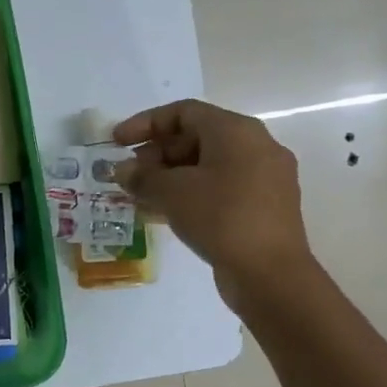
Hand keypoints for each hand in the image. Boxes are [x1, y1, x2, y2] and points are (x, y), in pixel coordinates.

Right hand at [113, 99, 310, 312]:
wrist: (270, 274)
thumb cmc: (220, 218)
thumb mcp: (172, 193)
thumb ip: (142, 177)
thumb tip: (123, 170)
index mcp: (236, 131)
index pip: (183, 112)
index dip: (145, 123)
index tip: (116, 142)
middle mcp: (256, 146)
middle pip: (197, 137)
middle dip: (157, 153)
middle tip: (129, 174)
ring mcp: (264, 177)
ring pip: (207, 165)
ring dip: (171, 177)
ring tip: (141, 196)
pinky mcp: (264, 206)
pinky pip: (220, 188)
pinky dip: (191, 193)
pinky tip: (165, 213)